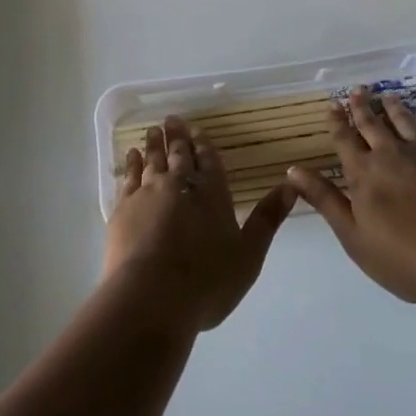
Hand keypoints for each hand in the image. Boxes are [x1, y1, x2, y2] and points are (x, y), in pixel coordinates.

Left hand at [104, 116, 294, 331]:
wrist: (151, 296)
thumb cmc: (206, 282)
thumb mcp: (248, 255)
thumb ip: (267, 219)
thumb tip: (292, 185)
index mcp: (212, 194)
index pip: (209, 161)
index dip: (203, 144)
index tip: (197, 129)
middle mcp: (180, 185)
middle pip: (179, 154)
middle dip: (178, 137)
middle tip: (172, 119)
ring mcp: (149, 193)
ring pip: (153, 160)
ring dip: (154, 144)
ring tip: (153, 130)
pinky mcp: (123, 207)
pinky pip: (129, 177)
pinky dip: (131, 163)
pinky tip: (131, 155)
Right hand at [288, 88, 415, 303]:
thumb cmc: (402, 257)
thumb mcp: (352, 235)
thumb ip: (324, 200)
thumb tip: (292, 169)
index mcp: (364, 173)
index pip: (345, 140)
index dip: (337, 122)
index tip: (333, 104)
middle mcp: (391, 155)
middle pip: (373, 124)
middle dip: (363, 107)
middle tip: (358, 89)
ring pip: (406, 123)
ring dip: (395, 108)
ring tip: (388, 96)